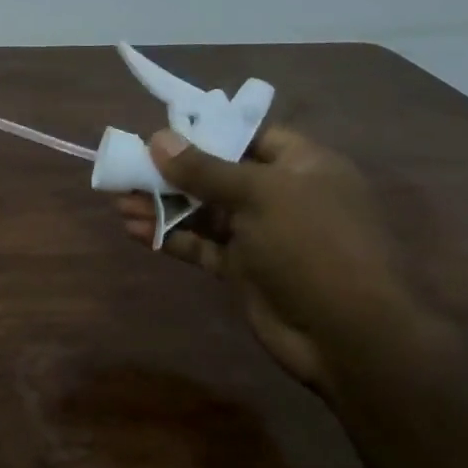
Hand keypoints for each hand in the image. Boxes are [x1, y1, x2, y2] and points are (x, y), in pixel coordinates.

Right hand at [114, 127, 421, 393]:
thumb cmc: (312, 245)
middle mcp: (281, 196)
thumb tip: (158, 139)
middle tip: (128, 169)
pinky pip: (200, 245)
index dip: (208, 132)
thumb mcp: (258, 195)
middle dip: (172, 173)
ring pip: (203, 212)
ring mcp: (262, 235)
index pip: (251, 136)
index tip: (163, 133)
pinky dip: (170, 237)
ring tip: (119, 202)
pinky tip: (135, 231)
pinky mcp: (243, 269)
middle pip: (218, 175)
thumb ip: (204, 169)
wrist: (348, 335)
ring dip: (163, 206)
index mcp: (303, 167)